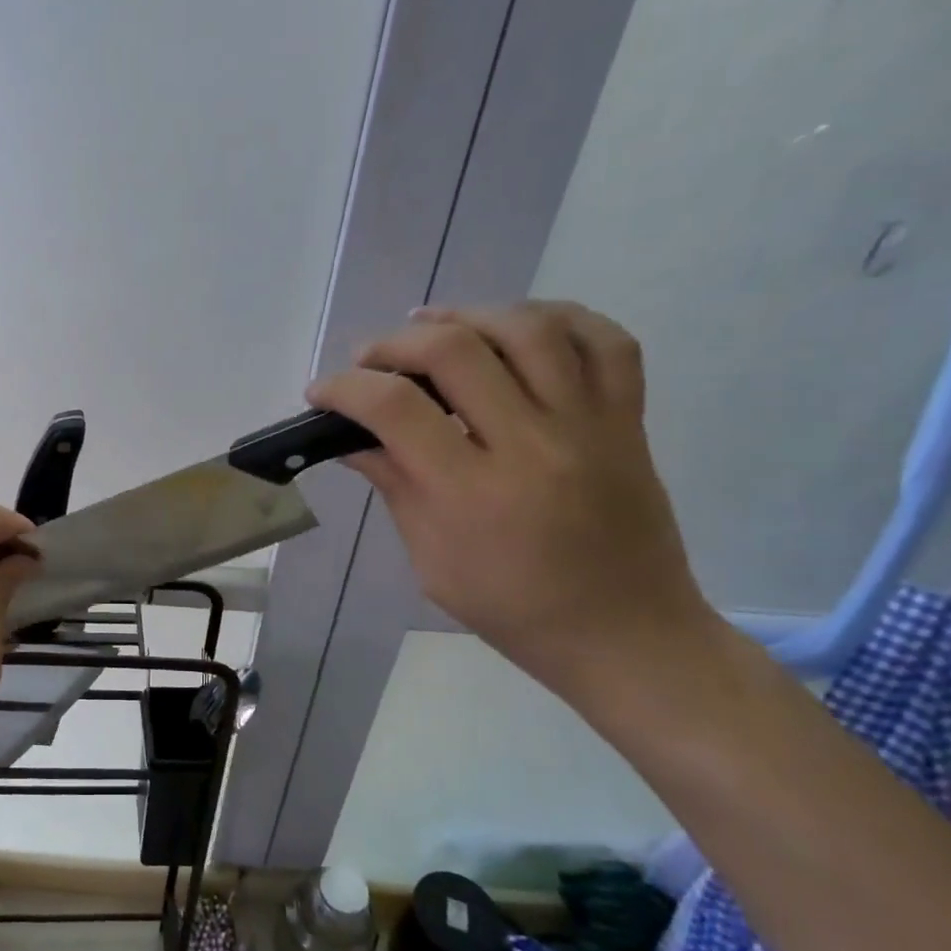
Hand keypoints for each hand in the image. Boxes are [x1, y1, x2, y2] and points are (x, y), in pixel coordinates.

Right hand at [307, 301, 715, 698]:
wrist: (626, 635)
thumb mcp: (432, 562)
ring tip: (434, 323)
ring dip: (469, 314)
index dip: (345, 388)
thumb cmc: (515, 610)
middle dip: (397, 343)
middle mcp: (533, 446)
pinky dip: (560, 317)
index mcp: (473, 494)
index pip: (395, 409)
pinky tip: (517, 326)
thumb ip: (396, 488)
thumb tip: (354, 440)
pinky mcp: (628, 421)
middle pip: (457, 351)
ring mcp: (589, 426)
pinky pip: (606, 342)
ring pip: (529, 330)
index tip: (321, 392)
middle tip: (371, 358)